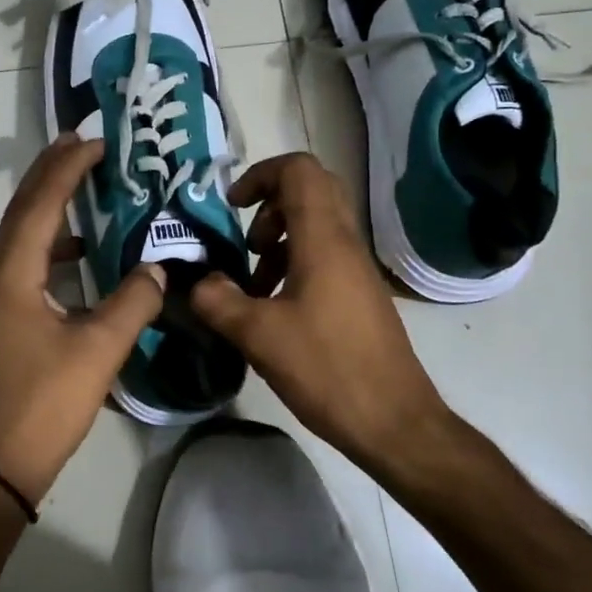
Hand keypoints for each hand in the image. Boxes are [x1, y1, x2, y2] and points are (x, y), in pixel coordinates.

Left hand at [0, 134, 166, 503]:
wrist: (0, 461)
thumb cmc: (47, 402)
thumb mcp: (99, 349)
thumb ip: (133, 302)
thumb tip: (159, 269)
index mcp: (12, 273)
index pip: (40, 204)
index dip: (67, 169)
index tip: (93, 141)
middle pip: (23, 211)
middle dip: (51, 174)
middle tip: (82, 144)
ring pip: (22, 236)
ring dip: (50, 207)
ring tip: (83, 185)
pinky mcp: (1, 318)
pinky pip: (25, 262)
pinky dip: (51, 244)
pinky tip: (81, 251)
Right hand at [190, 152, 454, 470]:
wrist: (394, 421)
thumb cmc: (327, 369)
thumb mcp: (258, 335)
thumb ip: (218, 301)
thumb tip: (197, 283)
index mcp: (323, 240)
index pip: (298, 170)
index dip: (260, 175)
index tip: (232, 207)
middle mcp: (345, 243)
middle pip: (310, 190)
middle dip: (269, 204)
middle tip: (246, 241)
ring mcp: (357, 268)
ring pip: (317, 224)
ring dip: (279, 238)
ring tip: (253, 282)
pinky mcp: (359, 294)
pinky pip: (324, 254)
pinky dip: (294, 263)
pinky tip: (273, 306)